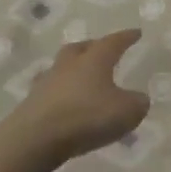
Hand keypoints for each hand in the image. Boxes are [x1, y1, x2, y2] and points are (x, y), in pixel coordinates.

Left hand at [8, 29, 151, 165]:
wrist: (35, 138)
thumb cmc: (86, 117)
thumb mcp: (126, 112)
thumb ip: (137, 103)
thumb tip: (138, 99)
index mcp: (94, 60)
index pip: (113, 42)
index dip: (126, 37)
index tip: (136, 32)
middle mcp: (69, 65)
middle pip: (80, 48)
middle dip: (93, 47)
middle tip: (103, 50)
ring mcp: (47, 82)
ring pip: (62, 67)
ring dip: (73, 70)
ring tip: (82, 78)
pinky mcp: (32, 102)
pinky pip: (50, 91)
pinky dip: (60, 93)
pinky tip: (65, 101)